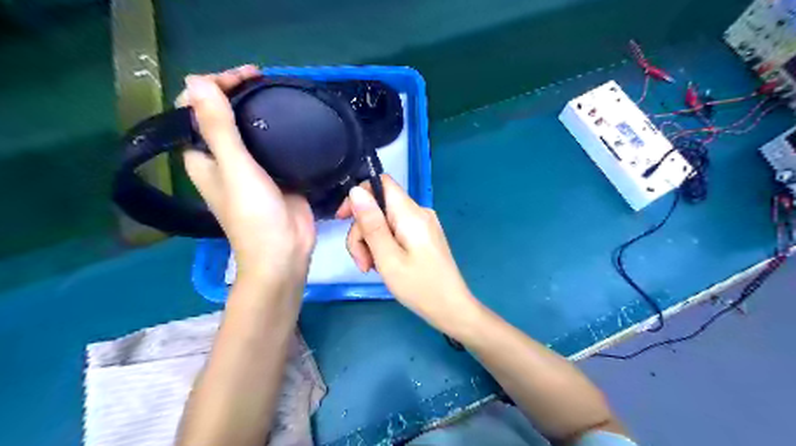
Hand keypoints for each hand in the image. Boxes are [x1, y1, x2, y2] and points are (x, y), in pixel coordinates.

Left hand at [179, 68, 317, 286]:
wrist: (285, 251)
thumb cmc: (254, 215)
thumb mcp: (235, 169)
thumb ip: (218, 128)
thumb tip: (195, 81)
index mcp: (203, 157)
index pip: (195, 110)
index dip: (212, 88)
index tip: (243, 78)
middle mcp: (224, 160)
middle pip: (223, 117)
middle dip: (238, 94)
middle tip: (264, 81)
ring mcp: (252, 168)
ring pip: (251, 129)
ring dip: (260, 109)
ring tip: (279, 94)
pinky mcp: (277, 174)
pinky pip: (274, 144)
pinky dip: (280, 129)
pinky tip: (293, 121)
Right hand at [333, 177, 478, 332]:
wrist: (452, 309)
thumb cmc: (420, 287)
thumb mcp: (388, 258)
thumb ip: (371, 224)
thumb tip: (355, 191)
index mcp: (411, 214)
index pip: (381, 183)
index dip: (359, 195)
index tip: (344, 220)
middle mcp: (418, 212)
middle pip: (380, 207)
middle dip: (363, 231)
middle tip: (362, 263)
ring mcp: (423, 224)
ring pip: (385, 221)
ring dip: (372, 242)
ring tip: (372, 268)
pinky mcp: (423, 236)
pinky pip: (396, 231)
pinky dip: (384, 245)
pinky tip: (384, 265)